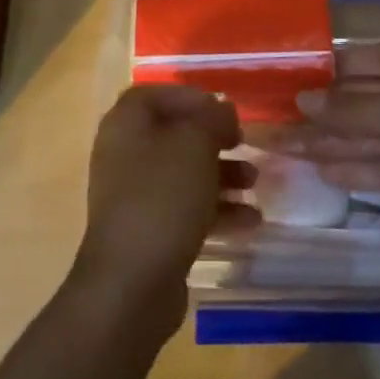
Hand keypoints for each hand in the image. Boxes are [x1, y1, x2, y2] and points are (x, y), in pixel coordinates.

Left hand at [73, 85, 259, 339]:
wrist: (131, 283)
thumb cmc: (162, 197)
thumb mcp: (195, 145)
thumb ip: (212, 119)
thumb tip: (222, 110)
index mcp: (126, 124)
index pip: (156, 94)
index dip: (191, 97)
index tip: (223, 109)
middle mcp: (125, 154)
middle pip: (174, 134)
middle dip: (213, 138)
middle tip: (243, 142)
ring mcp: (134, 195)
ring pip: (183, 173)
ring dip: (221, 174)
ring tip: (254, 183)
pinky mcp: (148, 232)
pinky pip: (185, 209)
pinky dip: (216, 210)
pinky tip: (250, 221)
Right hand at [279, 43, 379, 277]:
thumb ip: (352, 109)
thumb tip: (302, 101)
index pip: (376, 58)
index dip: (342, 62)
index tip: (303, 71)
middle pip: (362, 100)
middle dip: (324, 108)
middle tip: (278, 114)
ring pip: (362, 137)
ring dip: (325, 140)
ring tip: (281, 145)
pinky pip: (372, 169)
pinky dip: (345, 168)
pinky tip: (314, 168)